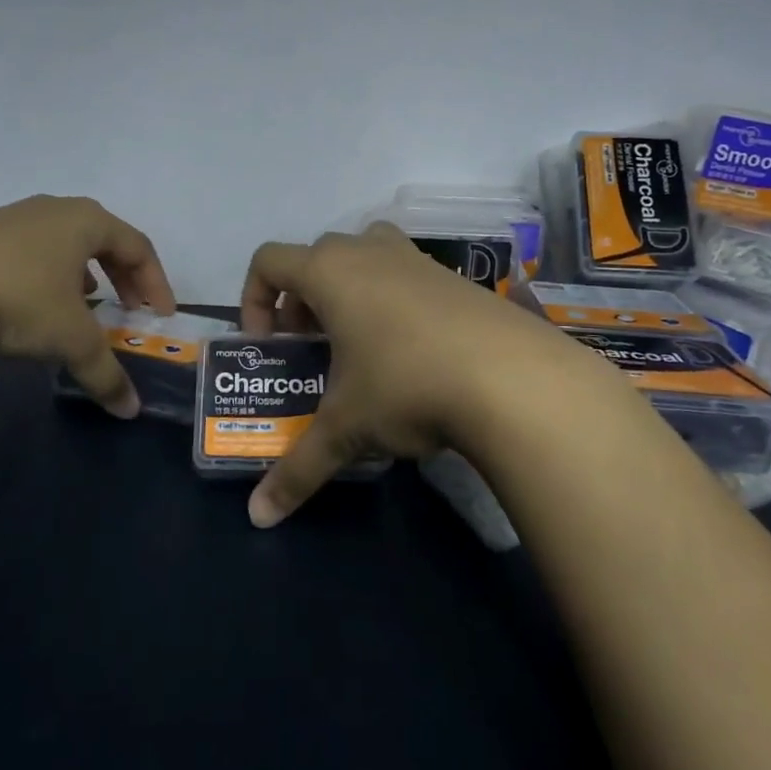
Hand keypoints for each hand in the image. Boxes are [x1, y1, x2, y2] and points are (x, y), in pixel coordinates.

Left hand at [0, 194, 175, 416]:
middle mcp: (53, 210)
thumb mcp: (71, 341)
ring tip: (82, 306)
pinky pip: (28, 253)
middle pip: (103, 240)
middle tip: (128, 309)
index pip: (139, 246)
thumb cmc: (18, 300)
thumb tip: (130, 410)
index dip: (156, 283)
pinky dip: (44, 277)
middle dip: (122, 277)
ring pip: (62, 244)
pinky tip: (30, 306)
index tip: (160, 316)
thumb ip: (106, 373)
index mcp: (86, 221)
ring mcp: (10, 218)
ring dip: (82, 275)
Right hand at [238, 223, 581, 525]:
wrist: (514, 379)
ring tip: (361, 347)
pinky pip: (409, 277)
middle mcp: (371, 251)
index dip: (255, 299)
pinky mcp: (458, 278)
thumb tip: (258, 518)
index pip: (268, 261)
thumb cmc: (407, 386)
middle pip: (318, 257)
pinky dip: (395, 304)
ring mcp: (419, 259)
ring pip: (367, 257)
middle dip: (303, 300)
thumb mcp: (346, 430)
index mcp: (330, 271)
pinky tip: (414, 356)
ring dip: (351, 294)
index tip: (272, 345)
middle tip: (314, 348)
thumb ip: (297, 470)